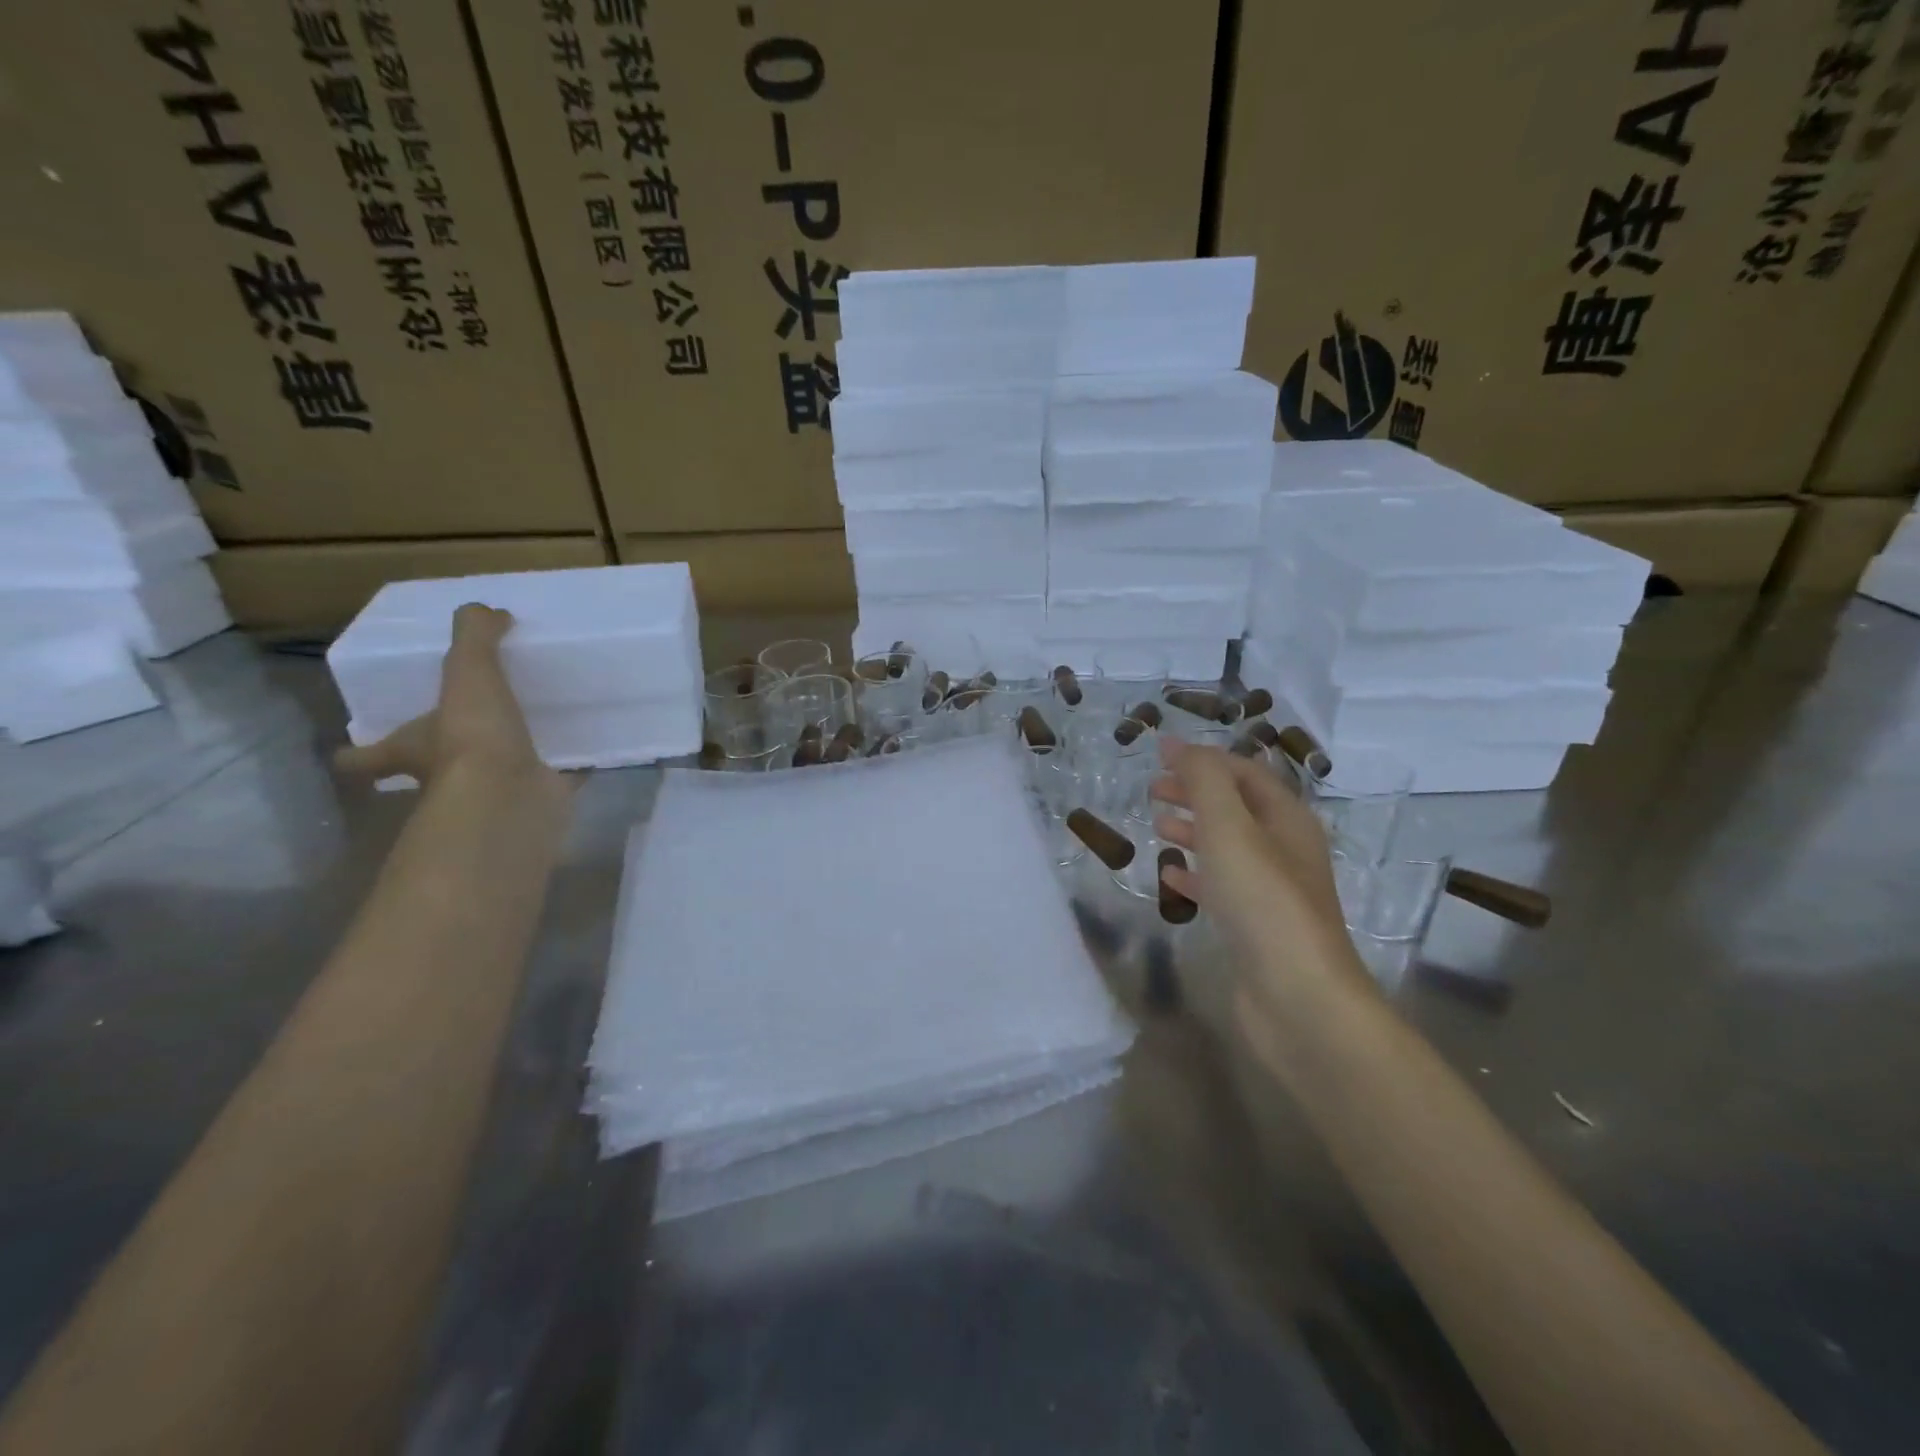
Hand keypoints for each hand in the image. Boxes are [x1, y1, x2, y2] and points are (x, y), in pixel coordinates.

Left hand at [334, 604, 556, 791]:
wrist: (513, 794)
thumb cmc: (473, 736)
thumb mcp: (468, 672)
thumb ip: (474, 638)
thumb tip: (488, 612)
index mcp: (414, 748)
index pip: (367, 757)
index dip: (358, 755)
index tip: (353, 752)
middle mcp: (445, 778)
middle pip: (432, 769)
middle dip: (443, 755)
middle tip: (466, 731)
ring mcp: (493, 794)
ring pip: (494, 776)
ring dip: (508, 759)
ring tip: (536, 730)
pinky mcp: (536, 801)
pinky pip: (553, 781)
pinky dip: (566, 770)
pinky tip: (584, 752)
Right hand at [1151, 738, 1358, 995]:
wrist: (1297, 996)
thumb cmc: (1262, 900)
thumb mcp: (1229, 827)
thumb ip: (1204, 780)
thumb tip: (1178, 744)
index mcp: (1287, 819)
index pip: (1244, 772)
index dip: (1202, 759)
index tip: (1158, 754)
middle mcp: (1284, 849)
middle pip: (1236, 806)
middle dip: (1195, 792)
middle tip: (1153, 789)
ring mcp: (1272, 891)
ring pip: (1227, 846)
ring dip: (1194, 830)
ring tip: (1157, 825)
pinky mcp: (1256, 926)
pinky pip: (1221, 887)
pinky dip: (1195, 873)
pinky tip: (1170, 876)